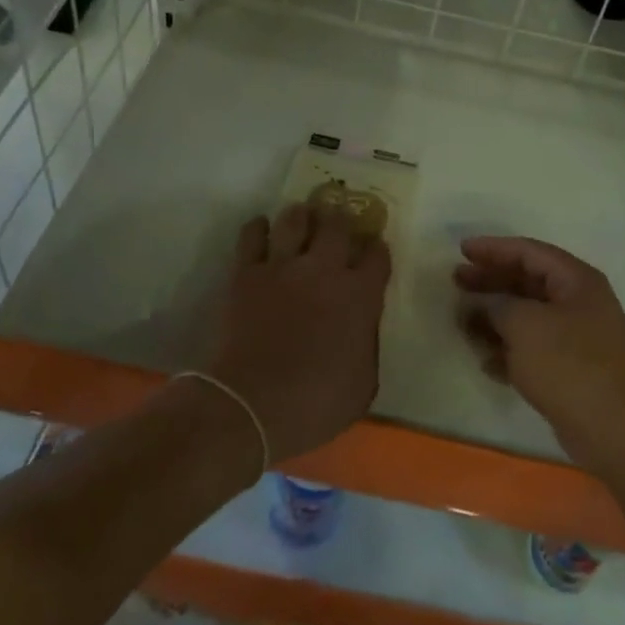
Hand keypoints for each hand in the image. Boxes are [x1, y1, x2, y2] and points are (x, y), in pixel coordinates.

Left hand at [209, 203, 391, 462]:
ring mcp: (283, 266)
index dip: (376, 250)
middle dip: (340, 221)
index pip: (377, 255)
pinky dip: (259, 228)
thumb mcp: (363, 385)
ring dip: (301, 216)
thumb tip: (363, 328)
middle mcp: (325, 269)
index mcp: (360, 295)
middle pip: (338, 224)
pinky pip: (253, 234)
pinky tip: (263, 232)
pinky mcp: (247, 272)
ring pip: (295, 218)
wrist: (250, 407)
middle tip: (336, 227)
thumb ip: (367, 345)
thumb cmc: (314, 405)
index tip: (372, 253)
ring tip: (301, 221)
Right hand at [455, 237, 624, 478]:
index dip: (494, 249)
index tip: (462, 251)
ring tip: (461, 324)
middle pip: (526, 282)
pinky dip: (508, 352)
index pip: (529, 252)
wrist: (619, 431)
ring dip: (494, 319)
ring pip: (527, 319)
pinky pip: (532, 351)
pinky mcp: (570, 373)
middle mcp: (578, 303)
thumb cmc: (570, 364)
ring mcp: (576, 340)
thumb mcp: (524, 325)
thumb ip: (495, 306)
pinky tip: (484, 361)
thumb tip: (477, 304)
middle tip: (456, 282)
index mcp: (575, 280)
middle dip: (490, 282)